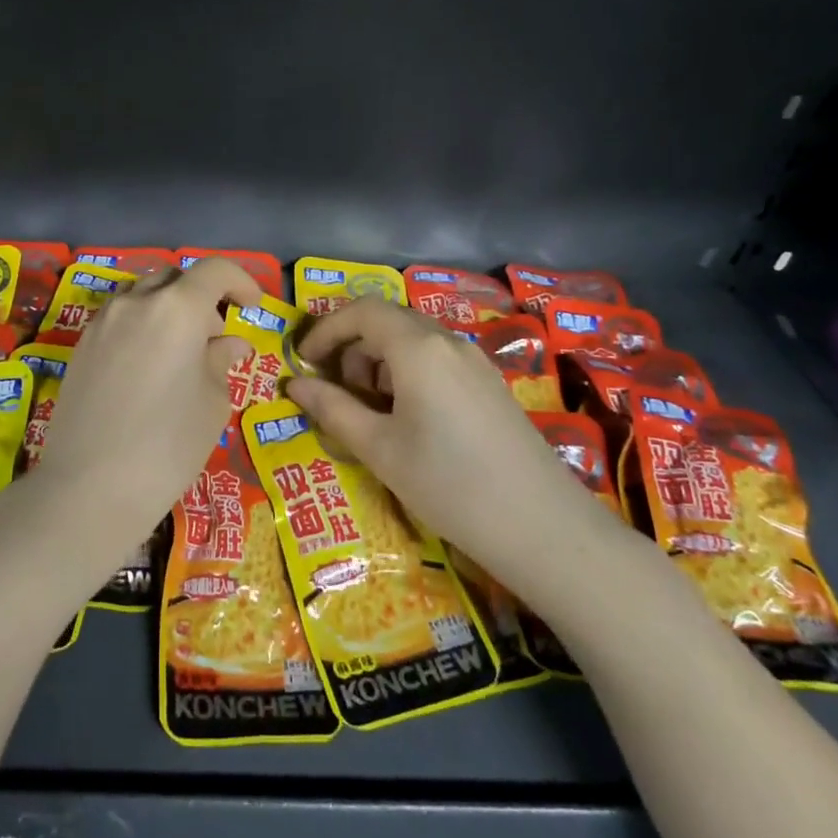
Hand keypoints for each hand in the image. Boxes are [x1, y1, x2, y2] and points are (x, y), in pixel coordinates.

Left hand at [31, 257, 261, 543]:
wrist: (89, 486)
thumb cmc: (167, 445)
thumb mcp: (212, 403)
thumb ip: (221, 361)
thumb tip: (229, 343)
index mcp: (176, 308)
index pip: (215, 270)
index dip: (241, 280)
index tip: (252, 306)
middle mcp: (135, 302)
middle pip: (174, 278)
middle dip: (201, 296)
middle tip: (215, 336)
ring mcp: (102, 322)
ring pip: (142, 295)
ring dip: (168, 309)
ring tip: (180, 353)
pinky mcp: (81, 346)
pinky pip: (119, 318)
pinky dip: (142, 326)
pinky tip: (148, 367)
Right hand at [286, 297, 624, 603]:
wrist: (543, 527)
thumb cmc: (449, 484)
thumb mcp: (379, 449)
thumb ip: (332, 409)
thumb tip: (293, 384)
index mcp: (418, 348)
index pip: (361, 311)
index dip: (325, 329)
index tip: (303, 361)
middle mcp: (448, 342)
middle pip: (387, 320)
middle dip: (351, 347)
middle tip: (334, 391)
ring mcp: (474, 361)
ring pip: (412, 340)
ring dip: (378, 361)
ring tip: (369, 412)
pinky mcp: (489, 383)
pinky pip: (436, 359)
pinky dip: (406, 373)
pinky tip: (407, 419)